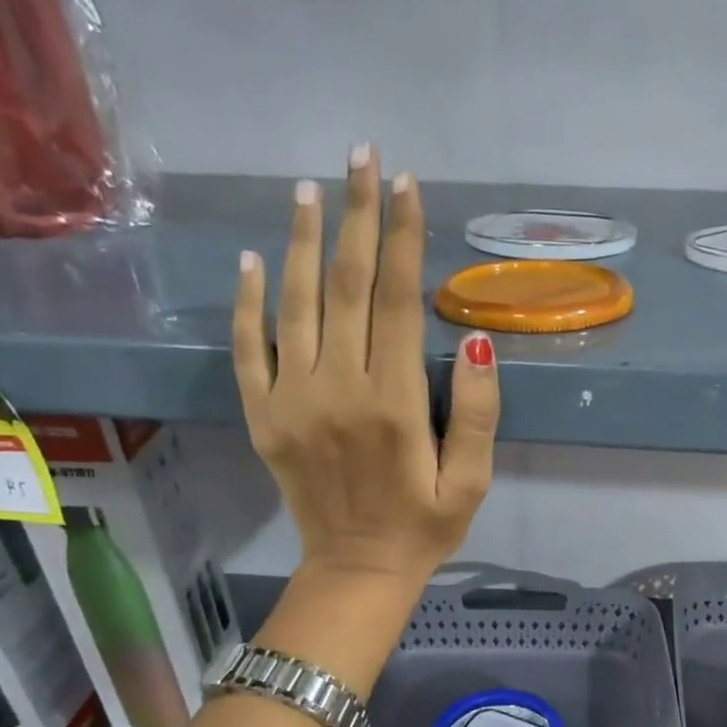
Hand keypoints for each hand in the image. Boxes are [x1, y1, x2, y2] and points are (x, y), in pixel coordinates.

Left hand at [232, 146, 499, 591]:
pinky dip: (248, 301)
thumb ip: (478, 415)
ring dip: (303, 241)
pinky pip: (249, 348)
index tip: (406, 185)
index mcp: (393, 403)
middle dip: (356, 216)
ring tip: (310, 188)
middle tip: (362, 156)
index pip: (395, 300)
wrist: (357, 570)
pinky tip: (254, 259)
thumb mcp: (471, 482)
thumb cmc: (424, 526)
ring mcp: (292, 401)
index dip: (402, 238)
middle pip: (345, 286)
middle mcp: (337, 390)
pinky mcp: (264, 417)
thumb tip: (472, 344)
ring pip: (295, 304)